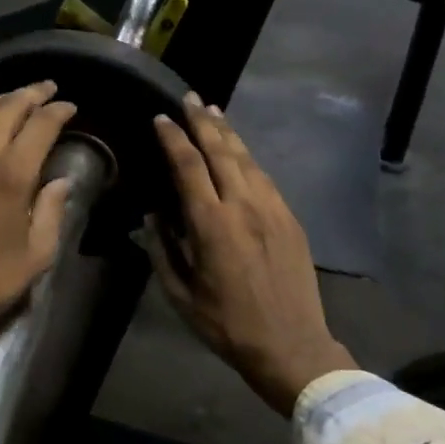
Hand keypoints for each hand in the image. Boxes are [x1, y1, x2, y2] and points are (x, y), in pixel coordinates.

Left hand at [0, 82, 77, 399]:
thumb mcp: (38, 252)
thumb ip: (51, 210)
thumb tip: (60, 181)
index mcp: (13, 174)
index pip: (40, 125)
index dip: (58, 111)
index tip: (70, 108)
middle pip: (8, 108)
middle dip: (32, 94)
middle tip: (48, 90)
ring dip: (1, 100)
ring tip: (17, 97)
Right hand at [148, 93, 355, 416]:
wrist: (291, 345)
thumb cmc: (227, 325)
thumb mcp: (181, 295)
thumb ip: (162, 250)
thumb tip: (153, 215)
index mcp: (212, 224)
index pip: (188, 166)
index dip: (173, 138)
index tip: (160, 118)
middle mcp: (244, 206)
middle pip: (221, 151)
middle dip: (203, 121)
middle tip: (190, 98)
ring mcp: (272, 209)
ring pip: (247, 159)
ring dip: (228, 134)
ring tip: (214, 114)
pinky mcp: (290, 219)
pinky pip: (265, 178)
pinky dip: (248, 159)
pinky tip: (240, 154)